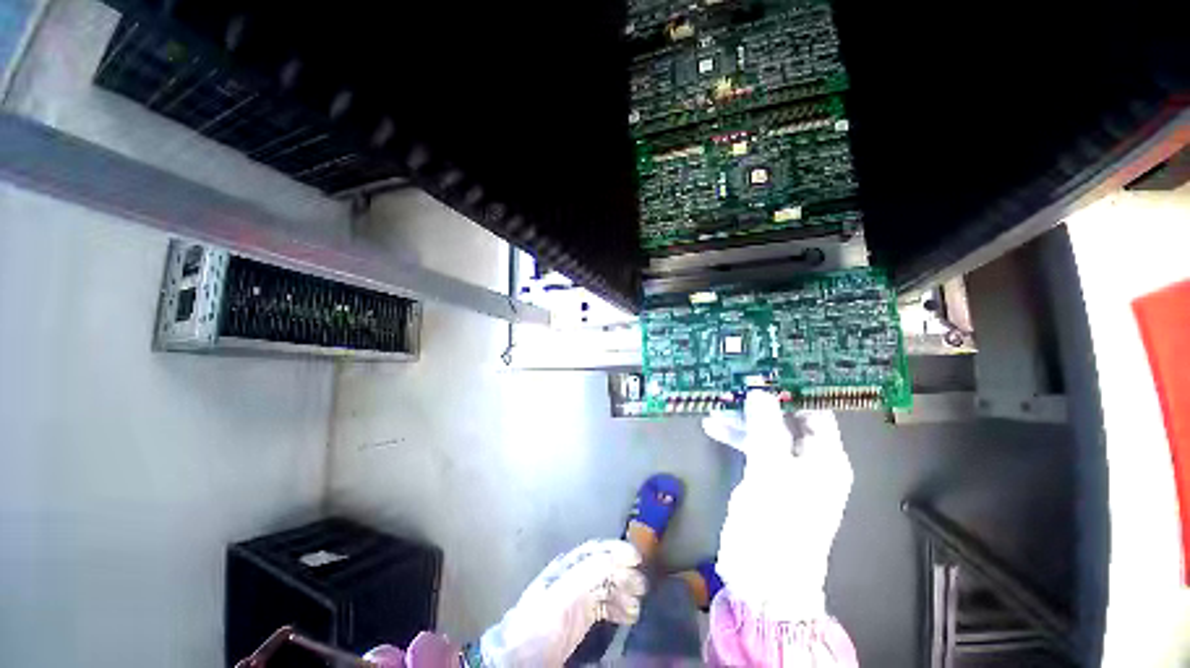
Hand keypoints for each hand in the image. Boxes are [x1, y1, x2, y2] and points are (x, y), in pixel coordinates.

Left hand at [479, 539, 646, 666]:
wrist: (518, 658)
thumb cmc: (537, 623)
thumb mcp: (559, 597)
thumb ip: (584, 576)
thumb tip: (612, 559)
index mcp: (567, 567)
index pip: (595, 551)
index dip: (616, 550)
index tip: (637, 557)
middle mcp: (574, 577)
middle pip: (604, 568)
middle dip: (624, 573)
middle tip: (642, 585)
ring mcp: (578, 598)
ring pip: (607, 586)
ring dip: (624, 591)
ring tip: (637, 603)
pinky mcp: (581, 617)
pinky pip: (605, 605)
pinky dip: (619, 607)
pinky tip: (629, 615)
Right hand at [702, 391, 852, 620]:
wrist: (763, 581)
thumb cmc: (776, 526)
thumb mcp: (770, 472)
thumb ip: (765, 429)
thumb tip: (760, 392)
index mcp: (826, 458)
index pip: (816, 412)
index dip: (794, 390)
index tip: (768, 369)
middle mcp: (810, 461)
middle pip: (786, 419)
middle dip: (760, 403)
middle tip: (735, 384)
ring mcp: (785, 470)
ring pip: (765, 432)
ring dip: (742, 419)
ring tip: (717, 405)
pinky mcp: (765, 479)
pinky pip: (752, 448)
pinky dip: (736, 436)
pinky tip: (714, 426)